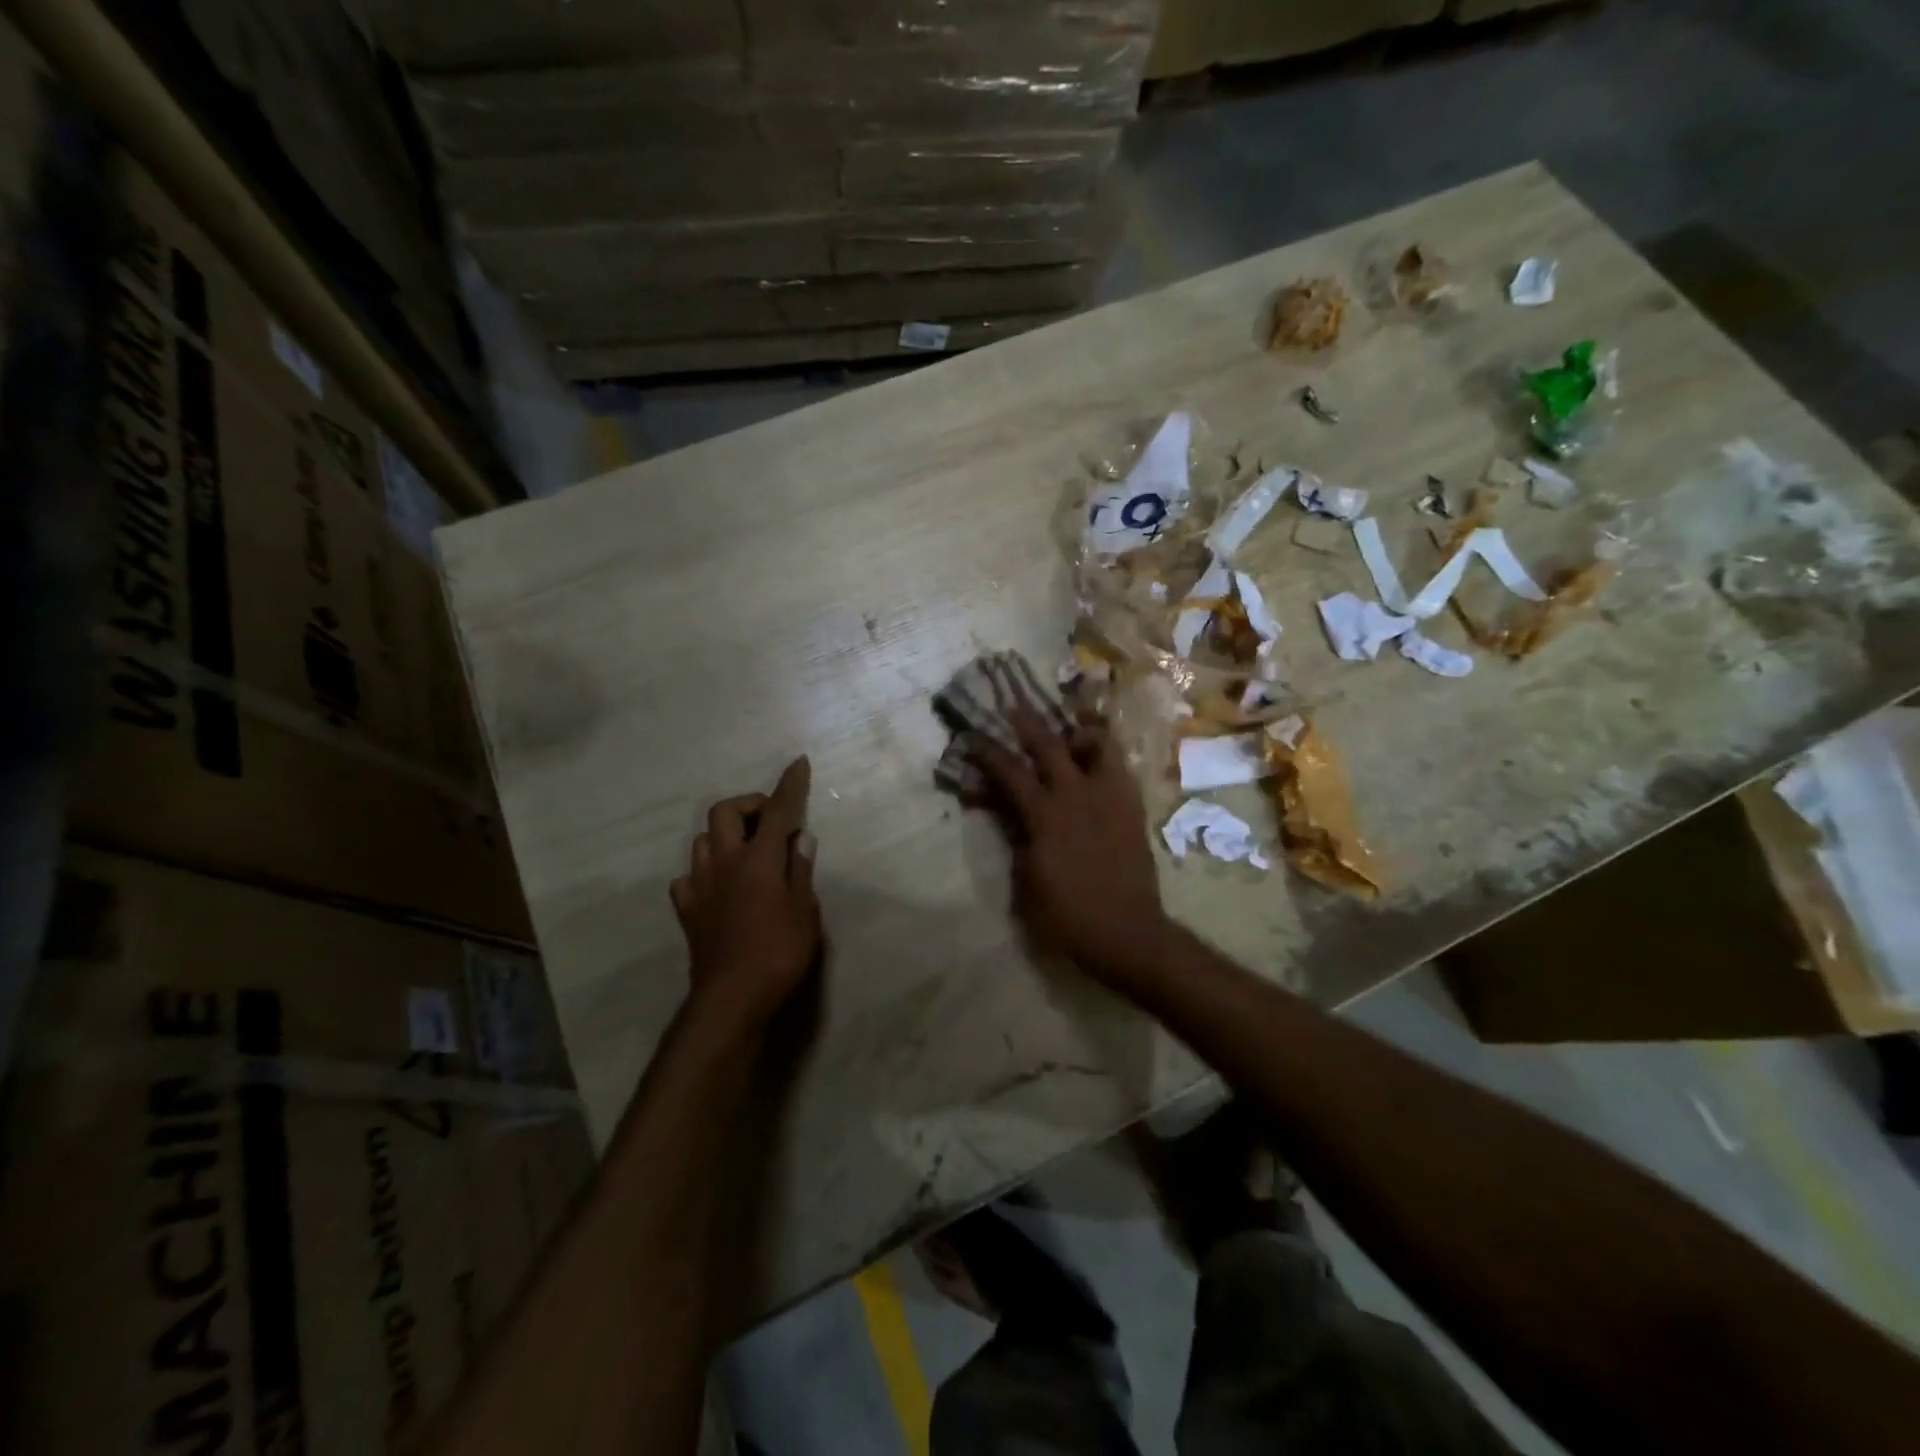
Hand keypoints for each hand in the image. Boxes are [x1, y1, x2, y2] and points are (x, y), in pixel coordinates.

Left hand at [671, 757, 821, 1029]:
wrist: (732, 998)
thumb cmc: (779, 953)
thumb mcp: (805, 911)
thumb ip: (800, 870)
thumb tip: (800, 838)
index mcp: (758, 860)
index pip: (778, 811)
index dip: (790, 785)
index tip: (798, 763)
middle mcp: (724, 863)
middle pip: (724, 812)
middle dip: (748, 804)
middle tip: (771, 820)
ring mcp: (700, 886)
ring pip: (702, 841)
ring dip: (724, 836)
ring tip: (746, 852)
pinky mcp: (687, 910)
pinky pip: (688, 877)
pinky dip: (704, 873)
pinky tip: (718, 886)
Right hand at [967, 710, 1171, 981]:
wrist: (1126, 931)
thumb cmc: (1067, 914)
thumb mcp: (1026, 880)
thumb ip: (1016, 838)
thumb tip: (1009, 812)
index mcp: (1045, 815)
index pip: (1009, 772)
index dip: (988, 751)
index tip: (973, 736)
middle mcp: (1077, 795)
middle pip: (1049, 745)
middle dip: (1027, 723)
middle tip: (1014, 707)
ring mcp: (1109, 797)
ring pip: (1097, 744)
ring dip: (1079, 731)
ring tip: (1070, 724)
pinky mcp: (1132, 806)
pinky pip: (1120, 767)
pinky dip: (1106, 753)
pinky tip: (1098, 755)